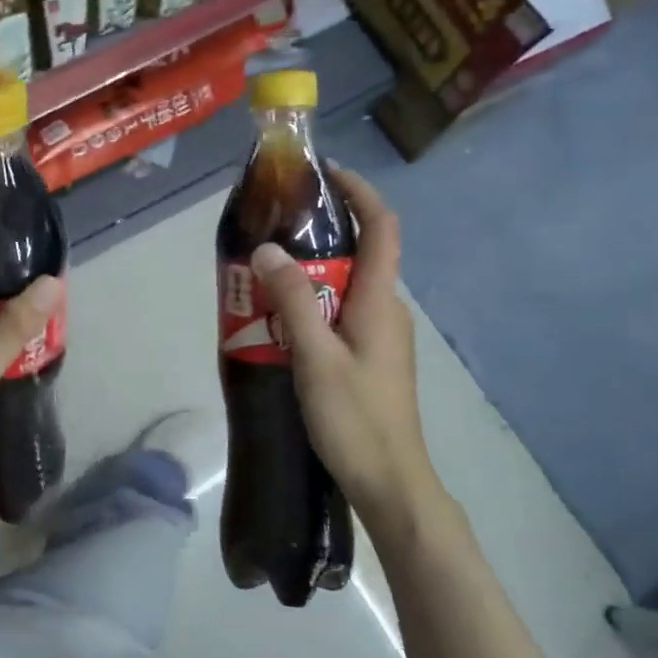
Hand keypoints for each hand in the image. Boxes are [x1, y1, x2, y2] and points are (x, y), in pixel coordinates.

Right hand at [249, 169, 439, 537]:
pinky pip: (342, 314)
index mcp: (382, 301)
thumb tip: (268, 248)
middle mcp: (388, 310)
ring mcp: (383, 336)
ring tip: (266, 275)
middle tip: (273, 230)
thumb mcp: (316, 356)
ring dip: (312, 274)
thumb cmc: (356, 418)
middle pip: (362, 253)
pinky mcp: (372, 359)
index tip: (325, 175)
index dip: (360, 193)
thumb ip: (293, 299)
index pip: (383, 227)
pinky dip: (314, 304)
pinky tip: (281, 322)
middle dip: (321, 234)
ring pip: (348, 287)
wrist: (391, 483)